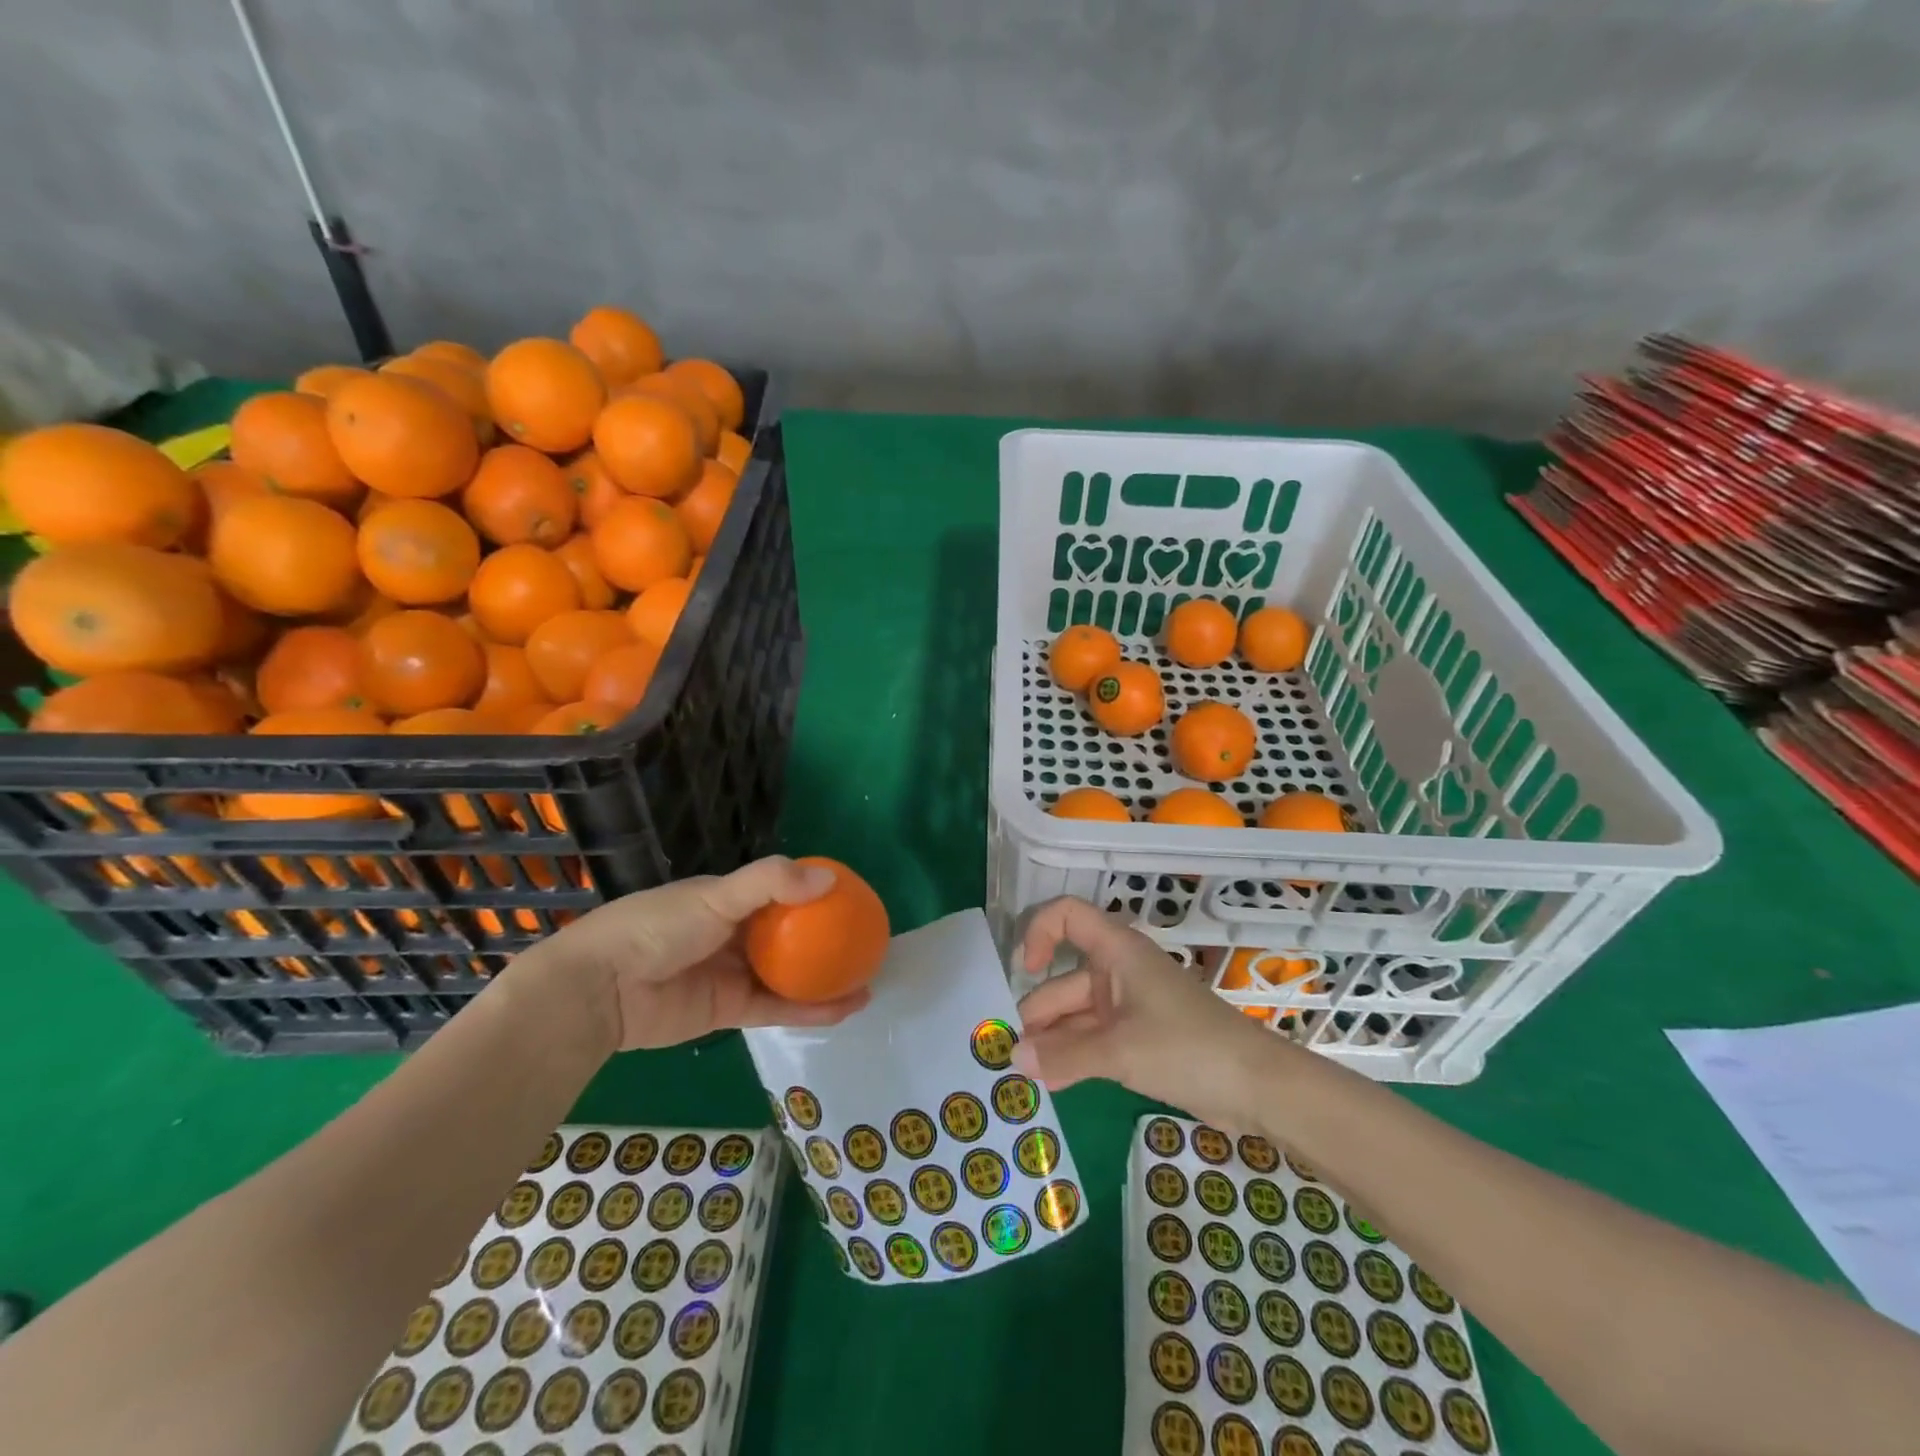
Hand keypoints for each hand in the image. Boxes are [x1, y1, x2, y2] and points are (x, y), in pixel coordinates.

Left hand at [515, 856, 871, 1050]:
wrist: (599, 992)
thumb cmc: (656, 928)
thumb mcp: (714, 896)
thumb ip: (770, 883)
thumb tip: (831, 877)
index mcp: (728, 900)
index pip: (781, 892)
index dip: (815, 893)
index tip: (852, 897)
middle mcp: (735, 934)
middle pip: (790, 934)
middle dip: (826, 938)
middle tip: (866, 941)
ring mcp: (733, 973)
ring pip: (789, 974)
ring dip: (826, 977)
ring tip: (868, 977)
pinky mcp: (729, 1012)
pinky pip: (779, 1007)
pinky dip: (811, 1008)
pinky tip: (846, 1007)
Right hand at [1011, 897, 1291, 1130]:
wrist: (1257, 1087)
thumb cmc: (1188, 1048)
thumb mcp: (1120, 1051)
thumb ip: (1064, 1056)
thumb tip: (1012, 1059)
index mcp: (1117, 951)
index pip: (1067, 916)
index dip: (1039, 931)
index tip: (1026, 969)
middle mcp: (1118, 971)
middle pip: (1064, 978)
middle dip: (1037, 1011)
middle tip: (1007, 1051)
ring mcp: (1128, 1006)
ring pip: (1076, 1014)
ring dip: (1051, 1040)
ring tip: (1022, 1074)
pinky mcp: (1137, 1037)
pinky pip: (1093, 1039)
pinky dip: (1072, 1056)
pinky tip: (1050, 1081)